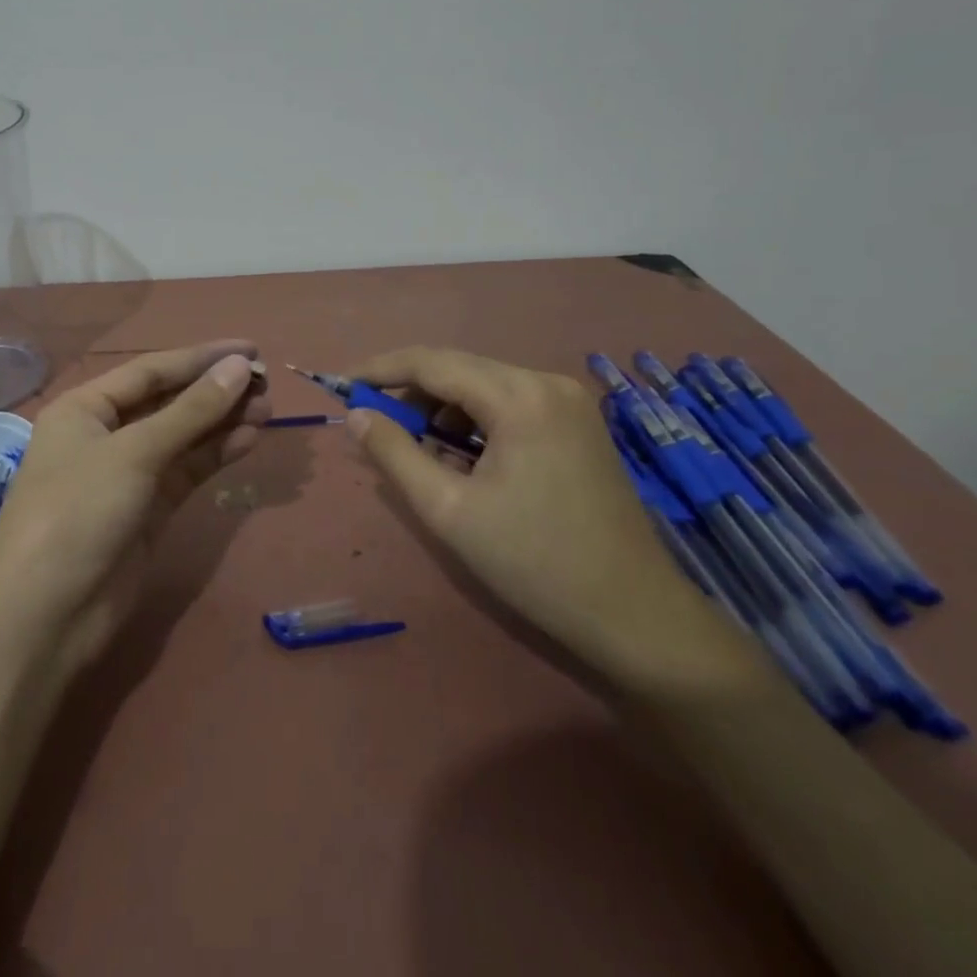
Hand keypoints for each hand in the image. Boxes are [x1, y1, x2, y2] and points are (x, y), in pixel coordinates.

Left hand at [0, 340, 270, 674]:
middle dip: (214, 391)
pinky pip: (186, 471)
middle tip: (265, 382)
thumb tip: (239, 367)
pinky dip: (215, 455)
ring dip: (222, 422)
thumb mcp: (134, 453)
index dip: (201, 358)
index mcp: (85, 408)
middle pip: (168, 402)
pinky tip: (248, 439)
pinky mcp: (147, 511)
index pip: (151, 370)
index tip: (249, 349)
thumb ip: (191, 411)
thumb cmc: (78, 513)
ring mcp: (126, 475)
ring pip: (182, 437)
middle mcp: (104, 435)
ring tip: (267, 409)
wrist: (45, 616)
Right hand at [342, 346, 719, 677]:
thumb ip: (395, 454)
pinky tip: (464, 458)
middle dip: (411, 392)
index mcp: (519, 396)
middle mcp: (547, 381)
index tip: (342, 385)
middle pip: (459, 368)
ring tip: (421, 453)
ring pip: (483, 385)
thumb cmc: (534, 562)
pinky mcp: (578, 422)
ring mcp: (569, 401)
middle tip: (374, 424)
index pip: (432, 362)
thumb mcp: (448, 510)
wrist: (635, 615)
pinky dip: (475, 420)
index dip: (380, 369)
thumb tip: (357, 415)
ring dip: (443, 408)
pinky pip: (510, 403)